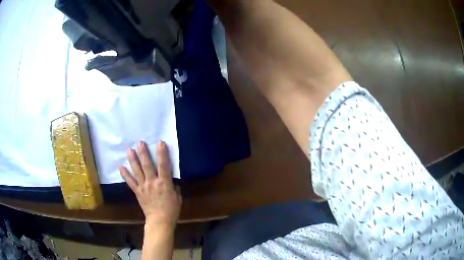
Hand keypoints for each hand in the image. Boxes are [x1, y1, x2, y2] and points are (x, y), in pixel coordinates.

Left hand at [119, 140, 181, 229]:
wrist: (160, 221)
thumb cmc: (171, 210)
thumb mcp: (178, 197)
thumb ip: (173, 187)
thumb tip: (170, 181)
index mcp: (164, 183)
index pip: (163, 165)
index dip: (162, 153)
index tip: (159, 142)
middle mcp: (152, 182)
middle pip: (147, 165)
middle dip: (143, 153)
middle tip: (140, 142)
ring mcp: (143, 186)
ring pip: (137, 171)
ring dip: (133, 160)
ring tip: (129, 150)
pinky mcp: (137, 192)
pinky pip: (130, 182)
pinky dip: (125, 174)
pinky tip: (120, 167)